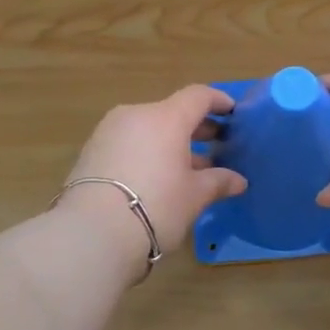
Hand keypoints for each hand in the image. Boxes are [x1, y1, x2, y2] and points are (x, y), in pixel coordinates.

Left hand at [59, 86, 248, 266]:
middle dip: (195, 126)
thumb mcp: (194, 196)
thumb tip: (238, 180)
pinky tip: (156, 177)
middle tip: (215, 142)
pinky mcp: (90, 152)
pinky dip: (146, 152)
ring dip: (169, 142)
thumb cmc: (156, 207)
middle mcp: (136, 115)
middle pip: (171, 112)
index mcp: (166, 118)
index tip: (232, 111)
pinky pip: (128, 143)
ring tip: (186, 167)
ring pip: (147, 128)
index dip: (218, 101)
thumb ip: (217, 181)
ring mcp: (108, 132)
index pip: (197, 96)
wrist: (92, 232)